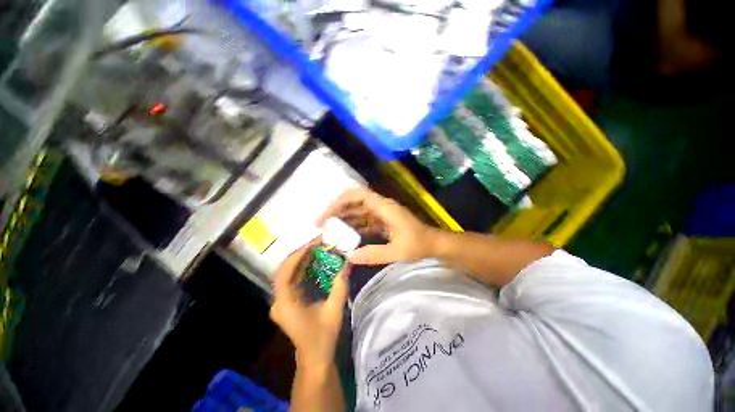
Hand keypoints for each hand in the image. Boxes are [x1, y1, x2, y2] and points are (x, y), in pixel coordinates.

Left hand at [270, 241, 348, 371]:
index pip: (285, 271)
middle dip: (303, 253)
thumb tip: (347, 261)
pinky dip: (304, 268)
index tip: (315, 243)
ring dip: (304, 259)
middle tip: (320, 242)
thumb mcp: (334, 309)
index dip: (299, 254)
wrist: (315, 358)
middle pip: (286, 269)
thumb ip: (341, 284)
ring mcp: (281, 301)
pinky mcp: (287, 301)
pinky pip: (294, 279)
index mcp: (285, 303)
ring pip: (289, 272)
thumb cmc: (323, 336)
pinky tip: (316, 262)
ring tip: (319, 248)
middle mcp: (279, 300)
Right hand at [317, 187, 434, 265]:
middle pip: (354, 201)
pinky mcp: (381, 221)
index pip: (358, 195)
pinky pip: (362, 220)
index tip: (327, 215)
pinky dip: (351, 225)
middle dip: (336, 210)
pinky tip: (343, 236)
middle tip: (321, 225)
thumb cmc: (418, 244)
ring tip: (328, 231)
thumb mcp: (398, 252)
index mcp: (384, 207)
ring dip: (342, 218)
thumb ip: (374, 254)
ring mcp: (380, 213)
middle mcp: (380, 206)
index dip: (340, 201)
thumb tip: (349, 257)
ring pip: (356, 210)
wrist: (432, 243)